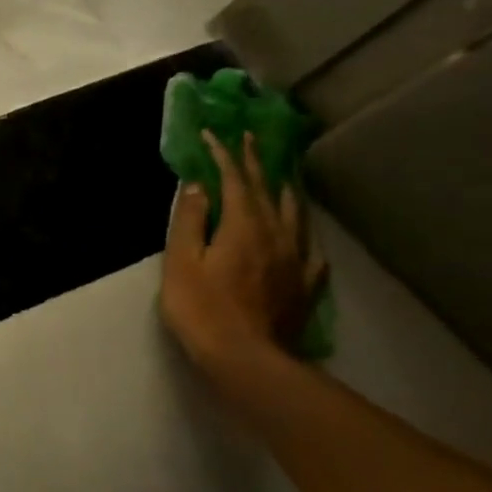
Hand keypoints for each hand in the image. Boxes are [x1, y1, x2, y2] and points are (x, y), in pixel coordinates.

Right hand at [161, 130, 325, 373]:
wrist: (245, 357)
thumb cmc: (202, 309)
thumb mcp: (181, 262)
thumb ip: (189, 221)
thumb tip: (197, 186)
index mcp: (244, 225)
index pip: (235, 180)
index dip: (224, 155)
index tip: (214, 134)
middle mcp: (276, 233)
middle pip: (268, 190)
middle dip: (256, 162)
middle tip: (250, 139)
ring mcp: (296, 259)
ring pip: (295, 213)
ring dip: (285, 189)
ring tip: (280, 176)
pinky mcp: (304, 284)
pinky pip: (309, 248)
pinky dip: (302, 232)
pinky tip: (301, 235)